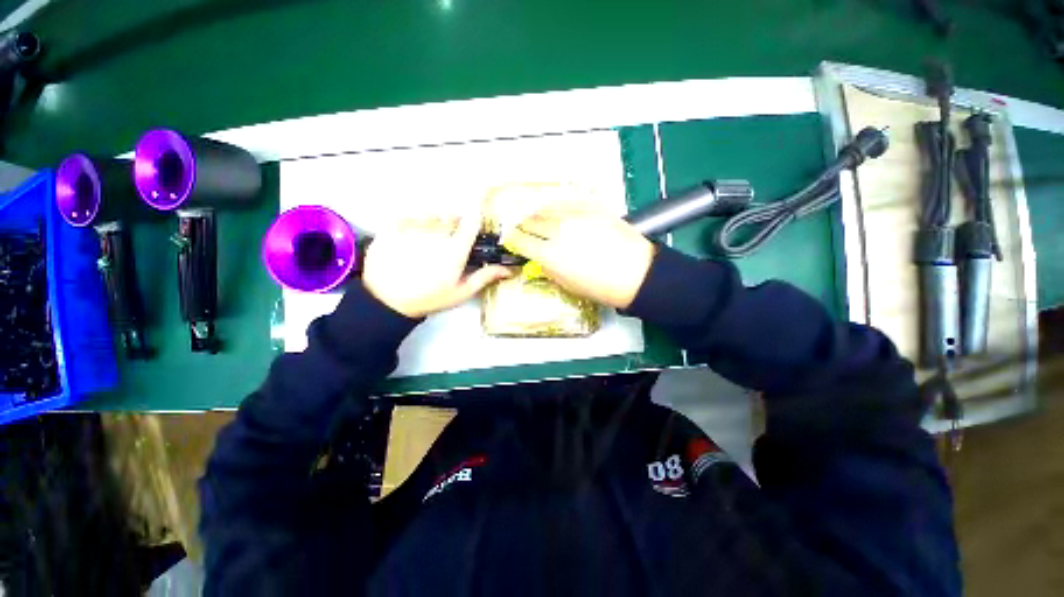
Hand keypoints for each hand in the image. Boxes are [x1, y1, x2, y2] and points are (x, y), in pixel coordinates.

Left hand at [363, 215, 512, 317]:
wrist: (386, 301)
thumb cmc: (429, 298)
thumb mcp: (460, 292)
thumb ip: (485, 277)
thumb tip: (509, 270)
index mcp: (455, 249)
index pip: (472, 221)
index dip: (475, 220)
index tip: (473, 227)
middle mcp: (436, 233)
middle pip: (451, 218)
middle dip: (453, 228)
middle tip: (446, 247)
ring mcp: (413, 227)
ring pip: (431, 216)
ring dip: (434, 226)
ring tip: (426, 245)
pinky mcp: (393, 226)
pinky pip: (411, 216)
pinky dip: (413, 225)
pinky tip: (409, 242)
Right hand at [502, 205, 654, 308]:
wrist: (636, 273)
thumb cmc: (602, 287)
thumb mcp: (567, 285)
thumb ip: (548, 269)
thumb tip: (539, 258)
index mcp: (550, 254)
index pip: (520, 241)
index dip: (513, 239)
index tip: (512, 239)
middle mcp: (558, 231)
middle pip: (530, 221)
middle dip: (524, 225)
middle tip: (523, 227)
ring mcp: (575, 216)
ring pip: (547, 207)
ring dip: (539, 213)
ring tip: (539, 217)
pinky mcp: (591, 207)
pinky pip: (567, 201)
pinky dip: (558, 206)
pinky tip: (558, 209)